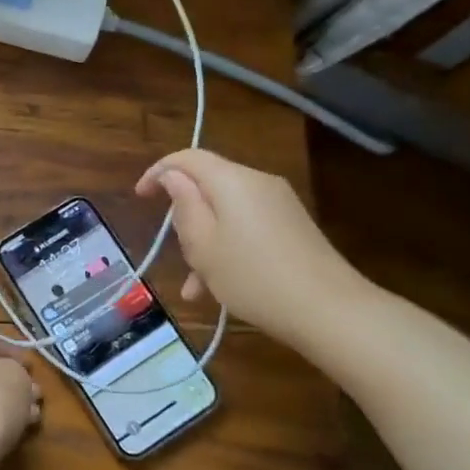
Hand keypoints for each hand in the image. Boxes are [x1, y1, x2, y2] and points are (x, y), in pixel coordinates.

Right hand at [137, 149, 372, 345]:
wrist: (329, 310)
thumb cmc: (253, 277)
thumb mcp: (203, 245)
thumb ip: (184, 206)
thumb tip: (173, 177)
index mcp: (233, 181)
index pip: (188, 158)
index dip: (158, 172)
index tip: (139, 197)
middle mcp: (258, 184)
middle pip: (208, 187)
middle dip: (185, 216)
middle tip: (174, 253)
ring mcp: (279, 206)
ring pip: (226, 214)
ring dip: (205, 243)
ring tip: (194, 287)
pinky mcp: (292, 228)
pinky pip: (246, 229)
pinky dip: (227, 250)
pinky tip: (217, 291)